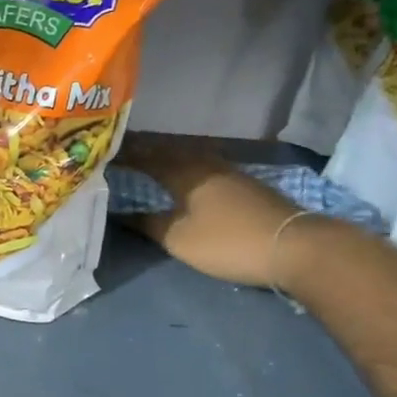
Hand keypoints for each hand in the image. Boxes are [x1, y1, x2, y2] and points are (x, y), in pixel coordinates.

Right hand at [123, 143, 309, 287]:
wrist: (292, 245)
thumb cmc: (227, 241)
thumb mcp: (179, 239)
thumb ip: (149, 224)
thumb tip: (121, 213)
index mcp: (185, 173)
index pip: (147, 157)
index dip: (126, 156)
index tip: (105, 153)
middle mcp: (206, 164)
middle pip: (170, 151)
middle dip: (146, 151)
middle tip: (124, 152)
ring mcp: (229, 172)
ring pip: (190, 157)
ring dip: (168, 157)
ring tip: (150, 161)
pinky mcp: (245, 185)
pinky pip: (205, 167)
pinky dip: (187, 168)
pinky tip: (186, 176)